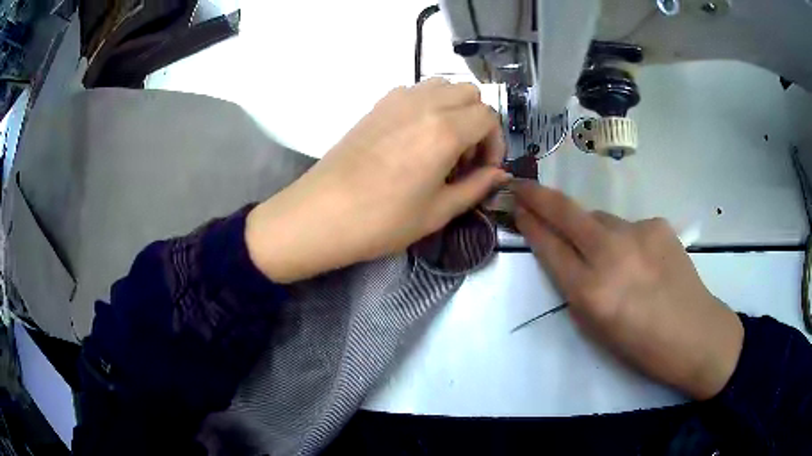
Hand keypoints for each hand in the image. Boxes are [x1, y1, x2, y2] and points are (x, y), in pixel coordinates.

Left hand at [246, 79, 508, 282]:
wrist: (321, 214)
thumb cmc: (382, 220)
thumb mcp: (438, 212)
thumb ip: (476, 187)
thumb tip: (499, 175)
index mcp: (445, 130)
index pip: (488, 117)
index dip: (494, 143)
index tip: (483, 170)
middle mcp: (424, 104)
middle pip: (469, 93)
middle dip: (477, 122)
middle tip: (463, 158)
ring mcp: (397, 100)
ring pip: (442, 86)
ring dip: (453, 109)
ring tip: (441, 145)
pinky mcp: (377, 105)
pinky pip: (415, 91)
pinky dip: (428, 105)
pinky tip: (414, 138)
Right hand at [513, 181, 743, 399]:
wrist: (696, 334)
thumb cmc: (642, 346)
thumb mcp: (596, 329)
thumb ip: (576, 289)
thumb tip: (567, 256)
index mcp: (592, 292)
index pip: (550, 247)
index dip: (530, 225)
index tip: (516, 207)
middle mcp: (612, 254)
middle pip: (567, 213)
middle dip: (539, 197)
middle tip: (522, 186)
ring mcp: (638, 233)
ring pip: (599, 219)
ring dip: (590, 228)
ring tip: (605, 254)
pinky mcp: (658, 224)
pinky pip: (628, 226)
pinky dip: (624, 239)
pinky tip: (640, 260)